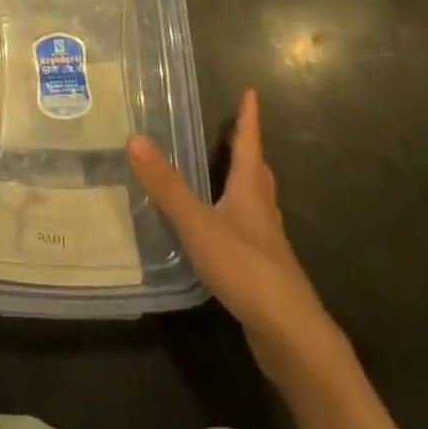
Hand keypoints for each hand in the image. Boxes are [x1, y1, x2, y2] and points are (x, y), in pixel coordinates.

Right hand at [128, 89, 334, 374]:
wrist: (291, 336)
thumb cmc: (247, 269)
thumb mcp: (199, 224)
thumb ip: (167, 186)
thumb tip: (135, 139)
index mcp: (251, 191)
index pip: (249, 144)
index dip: (248, 118)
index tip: (251, 92)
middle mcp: (263, 212)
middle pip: (258, 172)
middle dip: (248, 150)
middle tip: (237, 132)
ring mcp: (267, 244)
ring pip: (257, 203)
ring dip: (245, 184)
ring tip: (228, 176)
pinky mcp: (264, 272)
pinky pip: (250, 232)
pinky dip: (238, 219)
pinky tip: (223, 232)